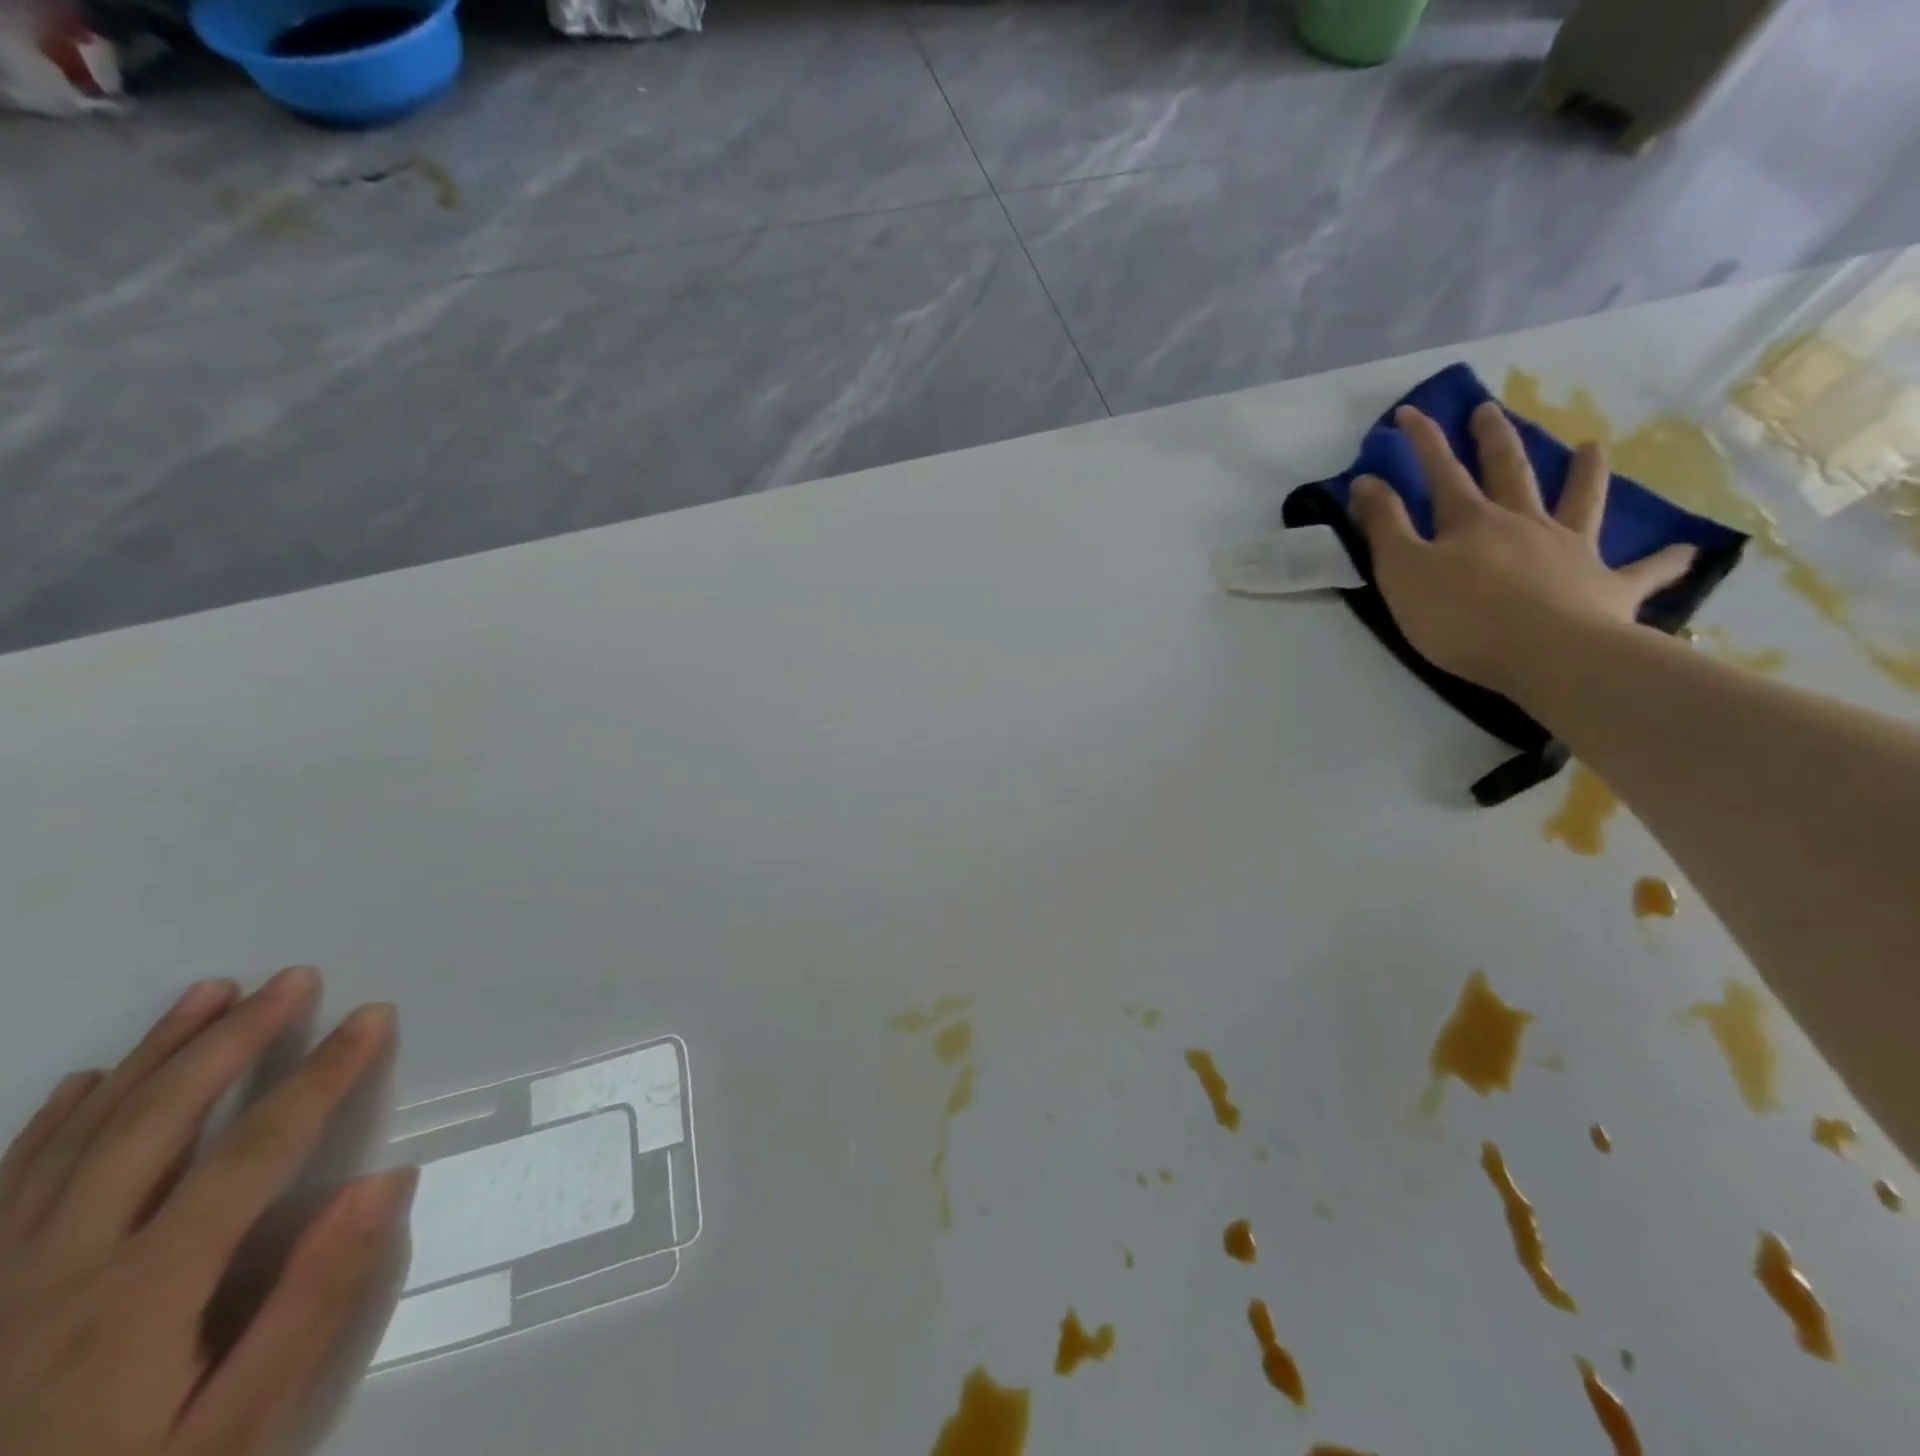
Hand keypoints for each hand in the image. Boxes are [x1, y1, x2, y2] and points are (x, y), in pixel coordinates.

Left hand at [0, 968, 410, 1455]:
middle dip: (234, 1038)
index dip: (323, 1074)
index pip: (255, 1150)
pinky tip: (83, 1082)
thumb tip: (388, 1180)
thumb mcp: (232, 1436)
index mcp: (139, 1296)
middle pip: (157, 1121)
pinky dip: (50, 1122)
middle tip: (292, 977)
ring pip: (77, 1137)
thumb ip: (310, 1303)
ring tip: (208, 993)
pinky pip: (1, 1186)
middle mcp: (55, 1270)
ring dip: (151, 1055)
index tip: (373, 1016)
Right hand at [1349, 401, 1695, 700]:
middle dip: (1493, 440)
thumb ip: (1385, 526)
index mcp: (1471, 522)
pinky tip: (1686, 551)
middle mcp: (1524, 523)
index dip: (1423, 442)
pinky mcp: (1608, 588)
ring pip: (1580, 501)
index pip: (1441, 471)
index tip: (1409, 413)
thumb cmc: (1461, 616)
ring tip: (1592, 447)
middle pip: (1508, 472)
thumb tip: (1367, 480)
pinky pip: (1643, 571)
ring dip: (1585, 473)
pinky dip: (1664, 561)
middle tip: (1488, 411)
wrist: (1547, 654)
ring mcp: (1571, 551)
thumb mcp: (1403, 571)